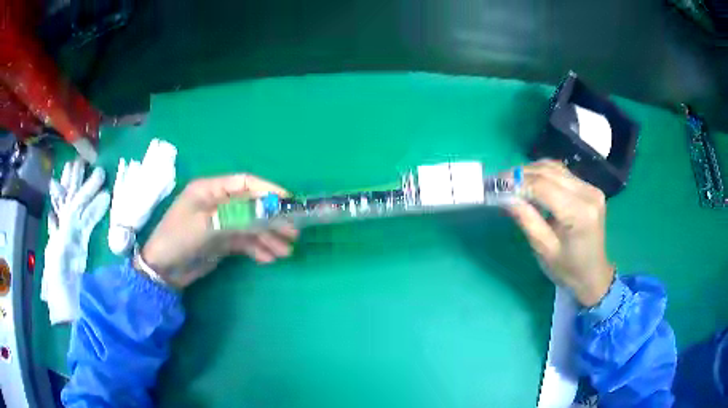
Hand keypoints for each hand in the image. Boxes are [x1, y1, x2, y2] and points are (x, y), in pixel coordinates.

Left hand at [140, 174, 298, 288]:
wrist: (162, 270)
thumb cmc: (178, 239)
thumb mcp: (206, 225)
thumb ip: (236, 217)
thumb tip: (267, 213)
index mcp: (210, 190)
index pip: (244, 183)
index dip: (267, 190)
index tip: (289, 202)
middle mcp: (218, 203)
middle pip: (251, 206)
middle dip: (272, 219)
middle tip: (293, 233)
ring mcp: (220, 222)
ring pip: (250, 226)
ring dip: (268, 237)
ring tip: (285, 252)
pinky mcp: (221, 240)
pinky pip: (244, 241)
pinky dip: (257, 249)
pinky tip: (269, 258)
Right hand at [506, 160, 613, 306]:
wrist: (594, 274)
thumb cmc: (568, 269)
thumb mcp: (544, 249)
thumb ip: (527, 220)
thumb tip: (505, 196)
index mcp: (579, 214)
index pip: (544, 187)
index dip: (518, 183)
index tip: (495, 185)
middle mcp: (588, 194)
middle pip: (549, 172)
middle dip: (521, 174)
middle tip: (499, 181)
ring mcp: (591, 188)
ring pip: (555, 168)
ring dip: (531, 171)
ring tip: (511, 181)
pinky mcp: (589, 188)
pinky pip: (562, 173)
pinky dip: (543, 174)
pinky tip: (531, 182)